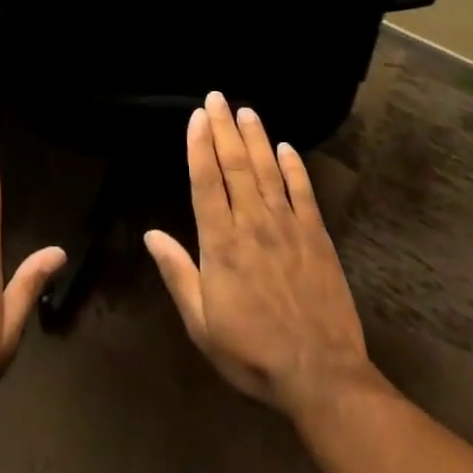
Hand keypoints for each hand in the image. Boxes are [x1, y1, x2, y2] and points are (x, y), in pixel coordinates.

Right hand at [145, 92, 376, 415]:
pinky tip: (286, 147)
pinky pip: (303, 192)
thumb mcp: (202, 324)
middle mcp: (253, 223)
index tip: (197, 116)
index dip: (199, 145)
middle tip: (217, 97)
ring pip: (268, 170)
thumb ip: (178, 274)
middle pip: (236, 165)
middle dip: (224, 128)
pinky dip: (294, 167)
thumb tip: (151, 234)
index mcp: (221, 244)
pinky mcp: (316, 235)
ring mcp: (288, 226)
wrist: (321, 375)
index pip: (206, 181)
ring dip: (256, 137)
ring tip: (246, 110)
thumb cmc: (253, 353)